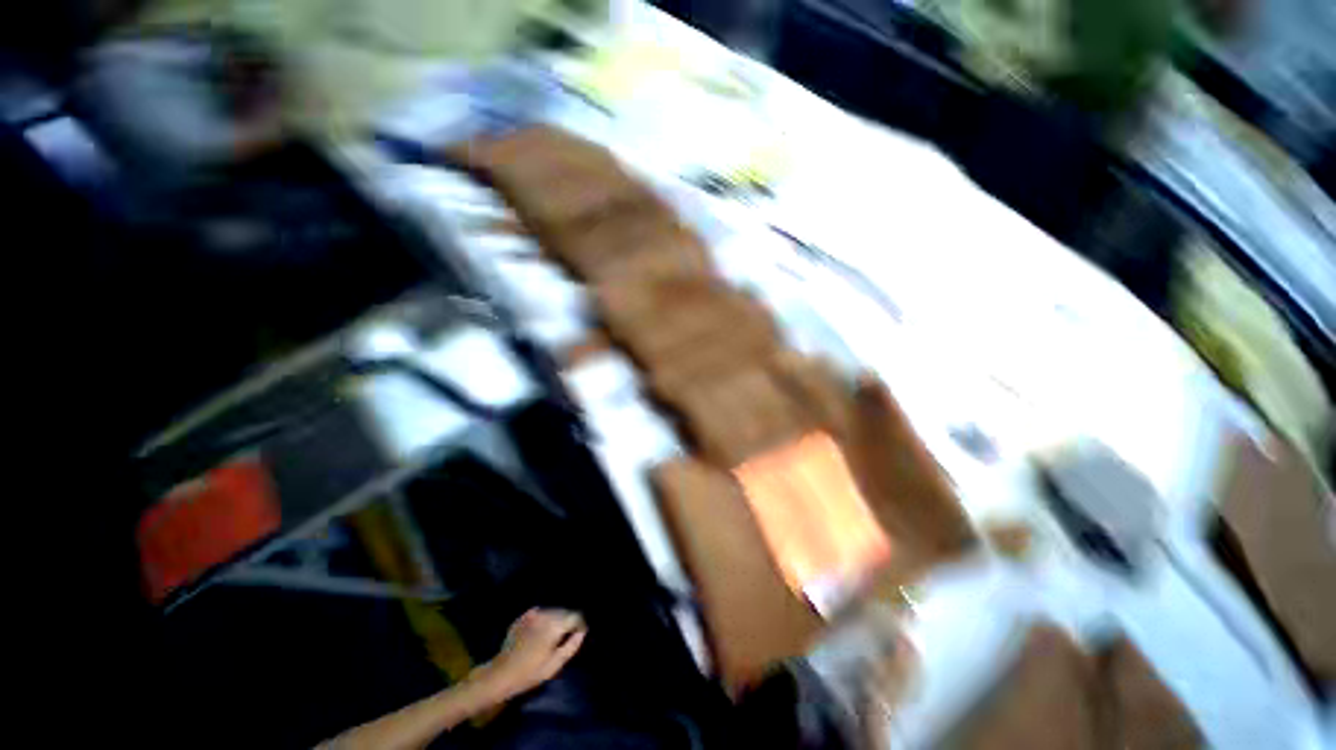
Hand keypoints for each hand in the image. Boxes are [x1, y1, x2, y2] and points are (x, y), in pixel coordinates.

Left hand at [475, 608, 586, 699]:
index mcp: (554, 624)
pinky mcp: (522, 617)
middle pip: (564, 612)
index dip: (580, 625)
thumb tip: (582, 632)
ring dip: (556, 620)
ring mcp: (532, 614)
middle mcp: (545, 614)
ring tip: (553, 635)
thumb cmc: (530, 673)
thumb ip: (572, 646)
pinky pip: (539, 613)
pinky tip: (539, 633)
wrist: (500, 675)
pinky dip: (543, 620)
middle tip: (566, 637)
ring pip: (552, 611)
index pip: (575, 616)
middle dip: (568, 621)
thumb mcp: (555, 664)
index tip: (579, 635)